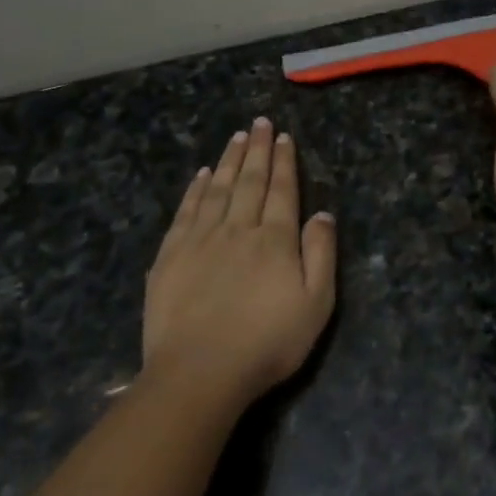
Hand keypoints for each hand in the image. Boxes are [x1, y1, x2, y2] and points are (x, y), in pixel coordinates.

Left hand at [142, 118, 336, 406]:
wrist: (199, 372)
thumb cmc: (267, 343)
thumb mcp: (316, 305)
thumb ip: (321, 255)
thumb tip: (324, 214)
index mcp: (275, 240)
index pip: (282, 190)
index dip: (284, 162)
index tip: (283, 137)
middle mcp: (238, 229)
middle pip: (249, 181)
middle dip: (256, 150)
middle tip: (259, 123)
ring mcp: (200, 240)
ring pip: (216, 189)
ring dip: (227, 161)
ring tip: (235, 137)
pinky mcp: (171, 256)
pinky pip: (186, 212)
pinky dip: (194, 190)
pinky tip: (200, 175)